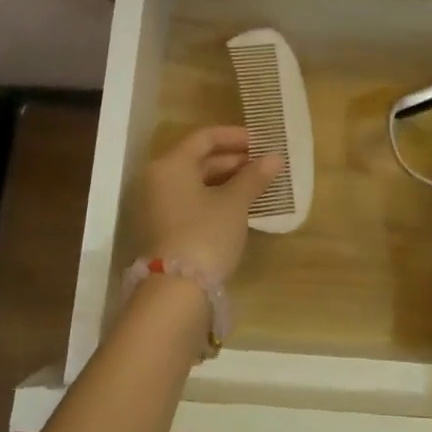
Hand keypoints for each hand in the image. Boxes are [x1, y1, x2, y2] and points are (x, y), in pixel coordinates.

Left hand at [140, 126, 285, 282]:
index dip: (235, 136)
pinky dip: (214, 198)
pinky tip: (239, 206)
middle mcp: (157, 180)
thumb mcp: (234, 204)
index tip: (262, 142)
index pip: (204, 137)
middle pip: (198, 159)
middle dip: (233, 160)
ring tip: (257, 184)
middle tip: (264, 164)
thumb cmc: (205, 235)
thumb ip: (254, 177)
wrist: (175, 294)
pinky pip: (191, 202)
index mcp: (170, 164)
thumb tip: (275, 157)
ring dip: (226, 180)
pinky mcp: (162, 230)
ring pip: (195, 182)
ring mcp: (157, 207)